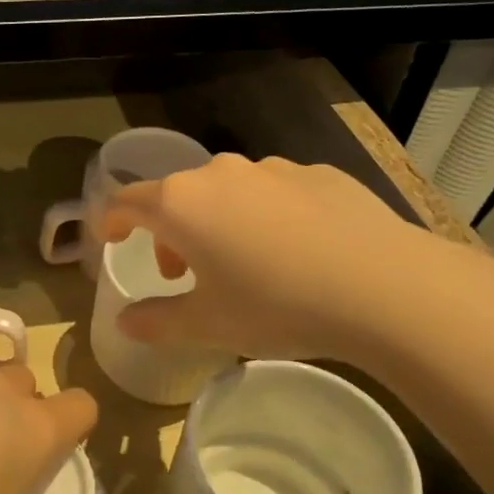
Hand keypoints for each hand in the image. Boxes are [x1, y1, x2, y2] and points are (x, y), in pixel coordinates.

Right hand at [99, 154, 438, 361]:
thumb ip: (156, 321)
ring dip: (216, 223)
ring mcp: (272, 169)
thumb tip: (124, 321)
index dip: (112, 221)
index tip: (110, 241)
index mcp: (182, 203)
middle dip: (169, 233)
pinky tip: (294, 253)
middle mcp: (220, 174)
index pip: (126, 201)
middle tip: (184, 274)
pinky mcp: (317, 174)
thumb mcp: (207, 325)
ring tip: (242, 265)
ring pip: (226, 192)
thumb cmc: (276, 305)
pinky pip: (272, 193)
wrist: (382, 286)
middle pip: (176, 196)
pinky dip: (264, 217)